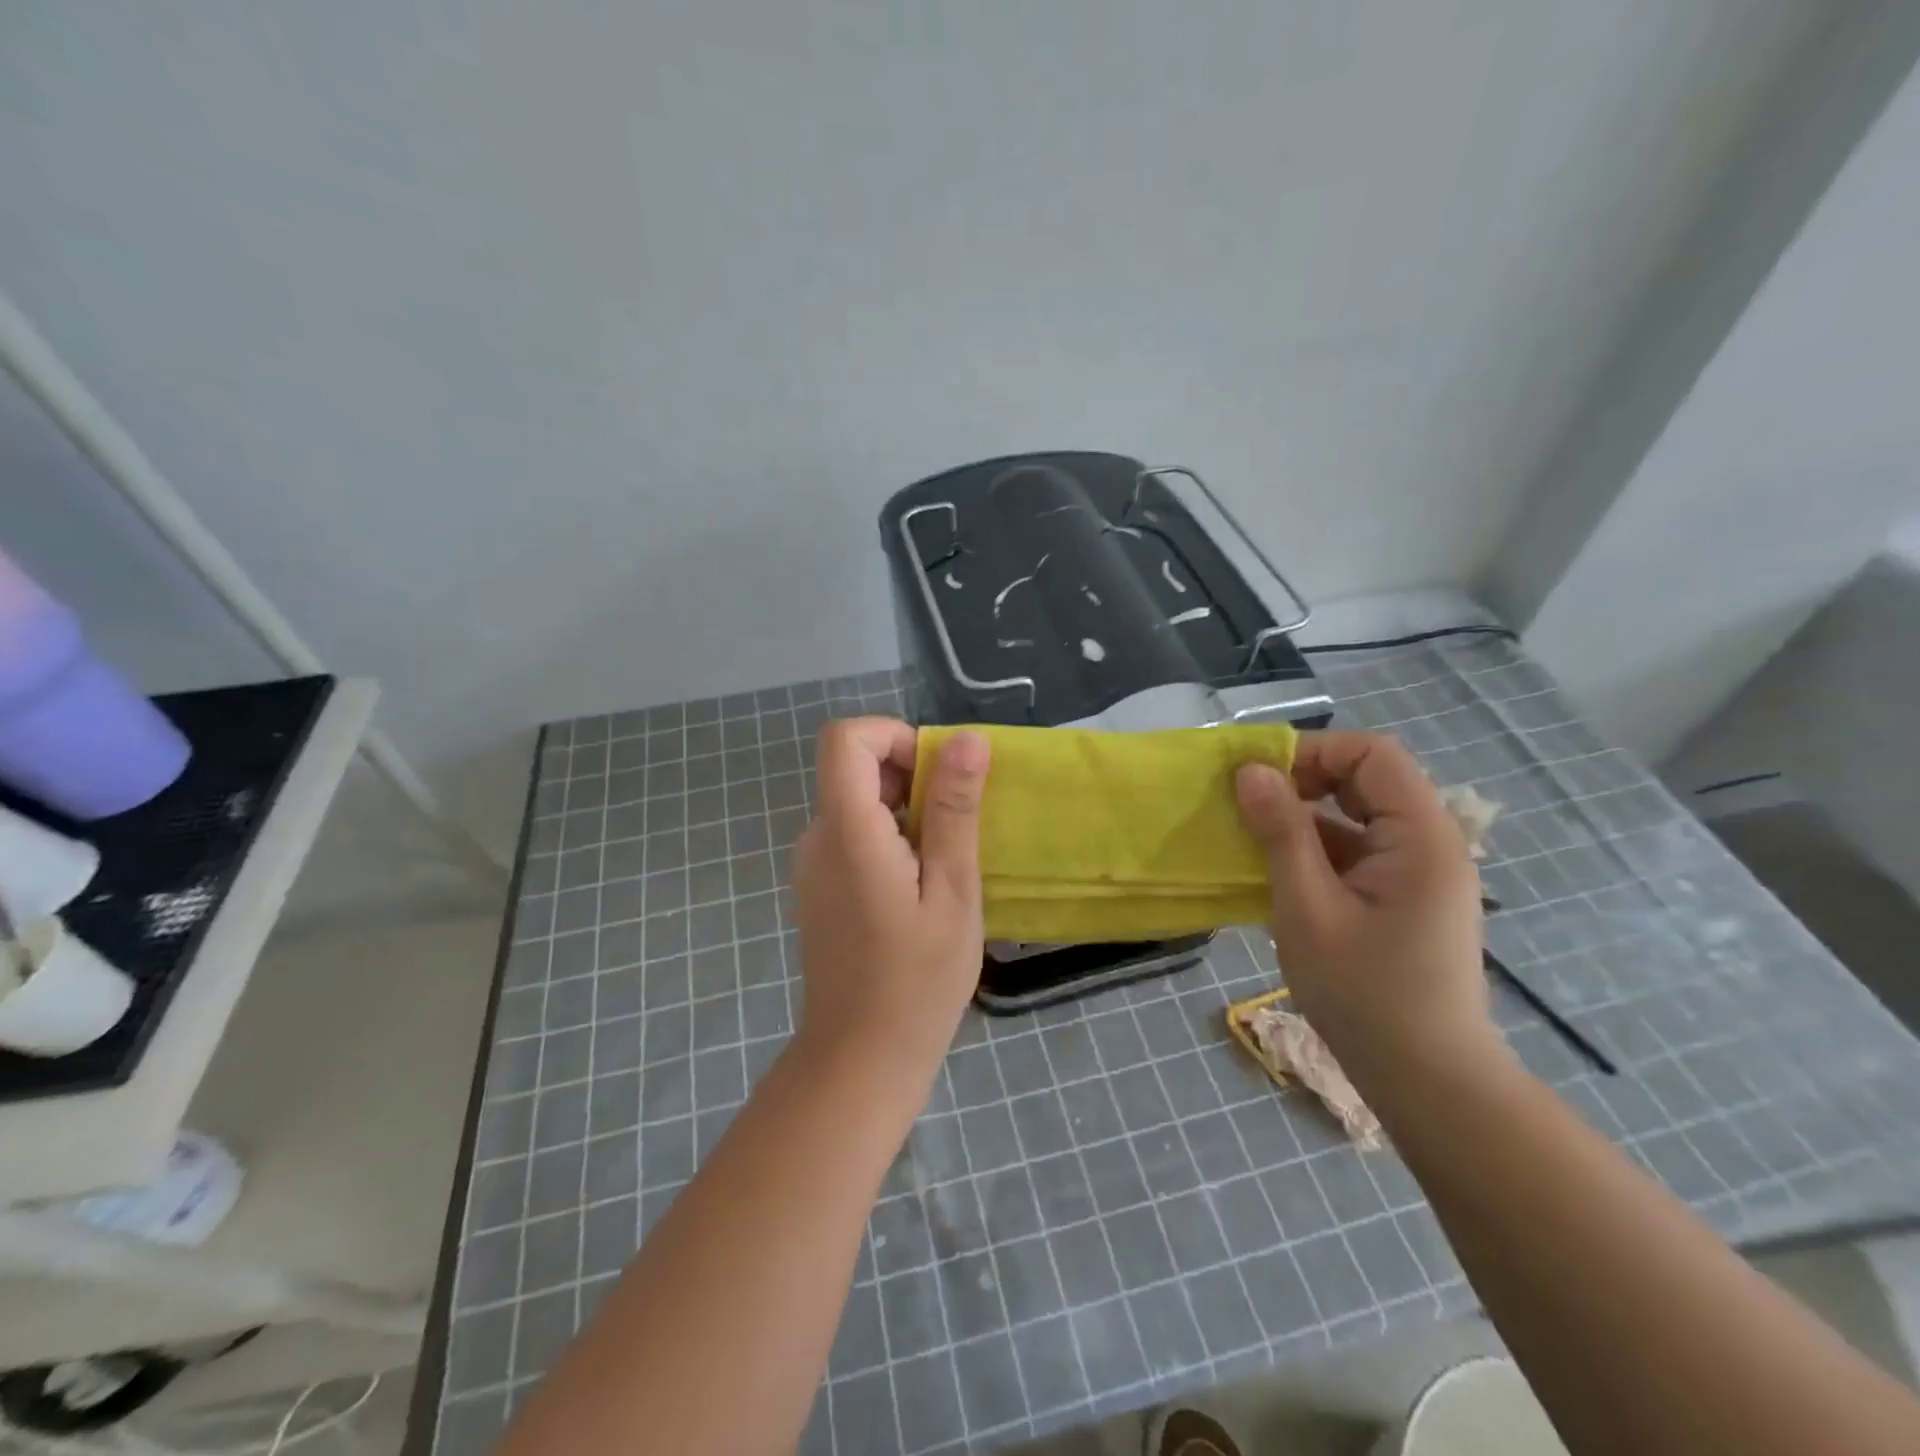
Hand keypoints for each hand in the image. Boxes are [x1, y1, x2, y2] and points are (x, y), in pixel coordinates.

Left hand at [792, 718, 989, 1091]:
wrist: (860, 1059)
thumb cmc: (917, 980)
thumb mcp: (953, 890)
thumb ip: (955, 810)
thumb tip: (967, 738)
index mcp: (847, 831)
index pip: (845, 738)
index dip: (894, 736)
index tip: (938, 775)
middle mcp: (818, 837)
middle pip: (855, 767)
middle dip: (912, 779)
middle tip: (956, 832)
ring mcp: (814, 863)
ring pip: (859, 801)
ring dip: (907, 812)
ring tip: (944, 867)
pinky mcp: (821, 886)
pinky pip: (855, 834)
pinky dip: (892, 837)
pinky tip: (921, 888)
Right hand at [1234, 731, 1494, 1078]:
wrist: (1428, 1081)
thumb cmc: (1365, 993)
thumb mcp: (1308, 908)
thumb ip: (1281, 832)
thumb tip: (1251, 770)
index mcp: (1420, 836)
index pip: (1372, 754)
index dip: (1313, 752)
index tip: (1257, 778)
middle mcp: (1428, 843)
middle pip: (1365, 780)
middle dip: (1302, 782)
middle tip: (1247, 806)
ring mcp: (1417, 873)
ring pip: (1356, 818)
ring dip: (1302, 820)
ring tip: (1250, 840)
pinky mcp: (1403, 899)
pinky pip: (1356, 853)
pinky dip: (1314, 852)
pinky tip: (1275, 875)